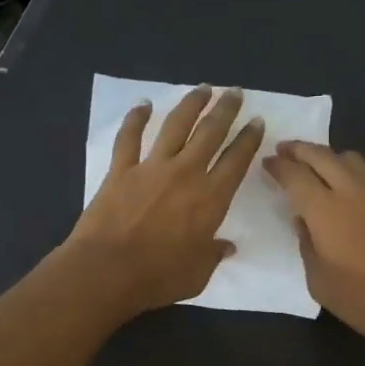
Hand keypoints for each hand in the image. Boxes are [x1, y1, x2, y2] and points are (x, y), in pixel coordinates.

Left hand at [61, 86, 263, 318]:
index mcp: (211, 198)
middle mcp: (185, 174)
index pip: (236, 160)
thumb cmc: (159, 277)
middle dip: (226, 110)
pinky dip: (136, 118)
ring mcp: (151, 168)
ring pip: (175, 126)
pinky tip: (143, 104)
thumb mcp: (198, 274)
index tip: (256, 122)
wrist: (108, 271)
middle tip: (235, 93)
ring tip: (203, 89)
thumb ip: (213, 254)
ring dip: (190, 104)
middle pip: (210, 133)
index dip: (249, 139)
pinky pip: (130, 137)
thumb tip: (226, 247)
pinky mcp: (121, 170)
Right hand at [262, 141, 364, 354]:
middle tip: (285, 149)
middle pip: (323, 156)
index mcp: (325, 210)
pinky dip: (354, 180)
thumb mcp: (318, 279)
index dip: (278, 166)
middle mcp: (352, 192)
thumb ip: (307, 244)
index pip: (295, 175)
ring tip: (319, 166)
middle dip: (300, 149)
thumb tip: (304, 222)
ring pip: (352, 161)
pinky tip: (352, 199)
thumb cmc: (360, 299)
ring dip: (330, 157)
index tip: (268, 162)